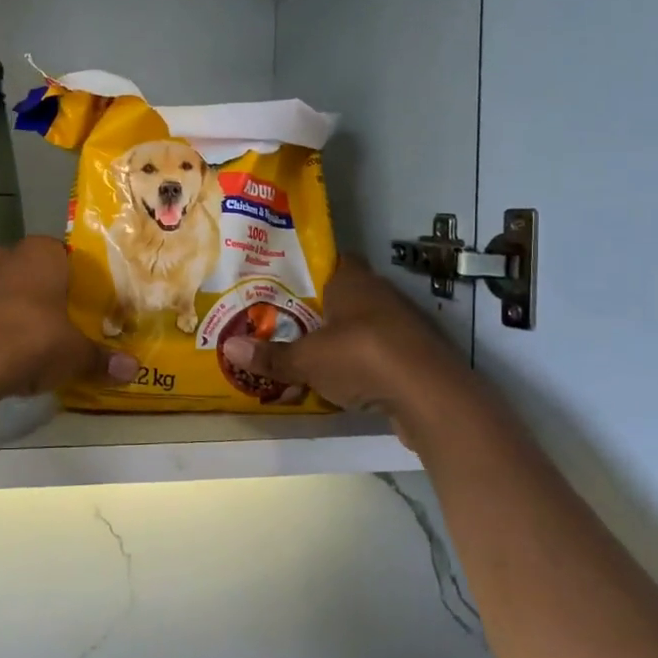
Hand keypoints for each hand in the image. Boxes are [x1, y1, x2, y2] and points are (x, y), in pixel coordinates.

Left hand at [0, 237, 135, 398]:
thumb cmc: (33, 339)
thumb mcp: (75, 353)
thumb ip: (102, 358)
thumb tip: (133, 369)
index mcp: (41, 252)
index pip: (67, 256)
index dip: (79, 281)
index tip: (89, 305)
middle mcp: (7, 255)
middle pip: (36, 273)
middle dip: (49, 296)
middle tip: (67, 324)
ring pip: (8, 292)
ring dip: (21, 312)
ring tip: (40, 343)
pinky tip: (10, 355)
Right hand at [220, 258, 470, 446]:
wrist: (430, 396)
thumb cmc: (362, 357)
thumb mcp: (307, 360)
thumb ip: (271, 355)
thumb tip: (228, 347)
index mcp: (353, 281)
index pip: (329, 261)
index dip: (306, 271)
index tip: (281, 284)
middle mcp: (380, 294)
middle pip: (343, 295)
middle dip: (317, 309)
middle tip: (283, 322)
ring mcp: (403, 325)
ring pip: (362, 325)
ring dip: (340, 338)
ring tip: (306, 353)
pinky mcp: (415, 356)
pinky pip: (379, 353)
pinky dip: (361, 363)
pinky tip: (340, 380)